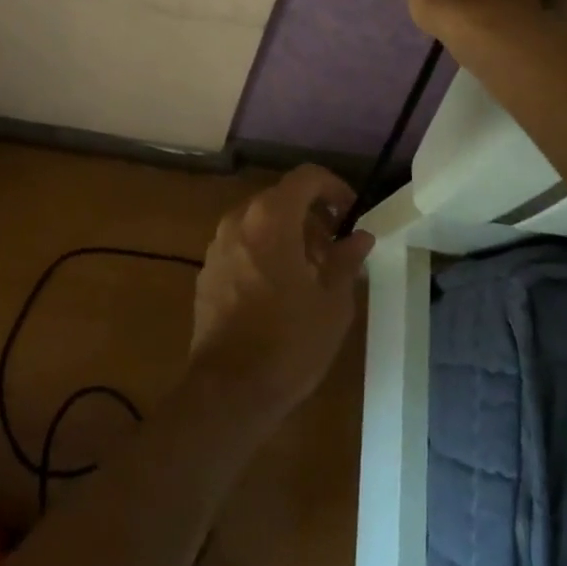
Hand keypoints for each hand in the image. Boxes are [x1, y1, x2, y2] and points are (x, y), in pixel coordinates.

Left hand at [187, 165, 373, 426]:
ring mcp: (218, 245)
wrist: (229, 389)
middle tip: (335, 251)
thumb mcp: (332, 303)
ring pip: (259, 222)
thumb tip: (359, 236)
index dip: (334, 188)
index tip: (351, 214)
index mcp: (271, 217)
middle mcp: (239, 220)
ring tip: (311, 274)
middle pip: (281, 199)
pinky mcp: (207, 271)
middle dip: (311, 216)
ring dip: (288, 235)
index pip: (306, 177)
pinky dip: (264, 252)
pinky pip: (242, 246)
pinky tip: (279, 291)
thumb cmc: (290, 342)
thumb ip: (346, 260)